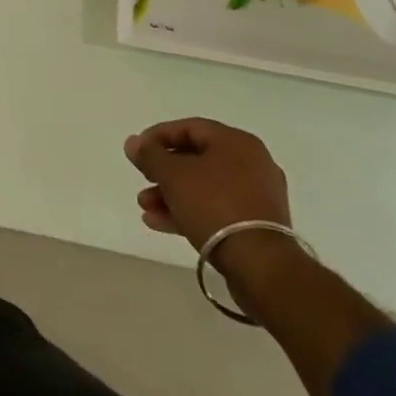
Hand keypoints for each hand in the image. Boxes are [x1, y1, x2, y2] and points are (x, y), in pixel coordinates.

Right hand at [123, 117, 290, 254]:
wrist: (262, 268)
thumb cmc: (216, 206)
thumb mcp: (173, 175)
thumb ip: (150, 155)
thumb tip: (133, 143)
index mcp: (236, 142)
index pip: (189, 128)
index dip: (158, 136)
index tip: (137, 151)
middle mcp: (251, 164)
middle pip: (196, 160)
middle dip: (163, 172)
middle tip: (142, 180)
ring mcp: (258, 197)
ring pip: (204, 188)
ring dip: (172, 195)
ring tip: (145, 208)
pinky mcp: (258, 227)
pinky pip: (217, 210)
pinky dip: (190, 212)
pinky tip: (161, 223)